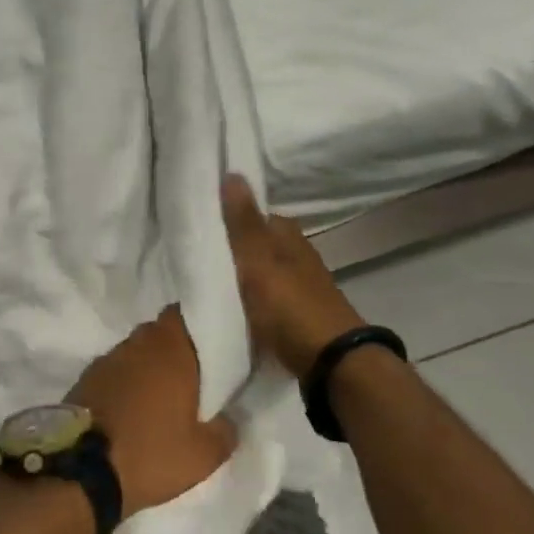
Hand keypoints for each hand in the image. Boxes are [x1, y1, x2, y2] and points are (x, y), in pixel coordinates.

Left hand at [67, 307, 235, 514]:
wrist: (81, 472)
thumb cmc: (150, 454)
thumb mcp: (203, 455)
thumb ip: (225, 431)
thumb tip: (230, 420)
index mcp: (171, 349)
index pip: (184, 314)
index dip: (197, 325)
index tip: (211, 345)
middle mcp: (138, 344)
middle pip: (159, 332)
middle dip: (174, 348)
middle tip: (191, 375)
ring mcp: (107, 359)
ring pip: (136, 351)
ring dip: (147, 365)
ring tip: (161, 395)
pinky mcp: (85, 378)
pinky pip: (115, 370)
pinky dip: (125, 382)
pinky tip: (132, 407)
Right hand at [221, 174, 364, 376]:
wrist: (331, 360)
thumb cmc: (290, 306)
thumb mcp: (258, 262)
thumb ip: (243, 224)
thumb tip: (233, 173)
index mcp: (289, 237)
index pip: (257, 216)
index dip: (232, 219)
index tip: (204, 226)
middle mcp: (299, 255)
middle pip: (262, 245)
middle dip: (237, 249)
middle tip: (201, 257)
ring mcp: (303, 286)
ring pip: (266, 271)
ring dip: (245, 275)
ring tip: (212, 283)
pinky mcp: (301, 314)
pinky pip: (270, 296)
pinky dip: (255, 298)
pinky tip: (238, 307)